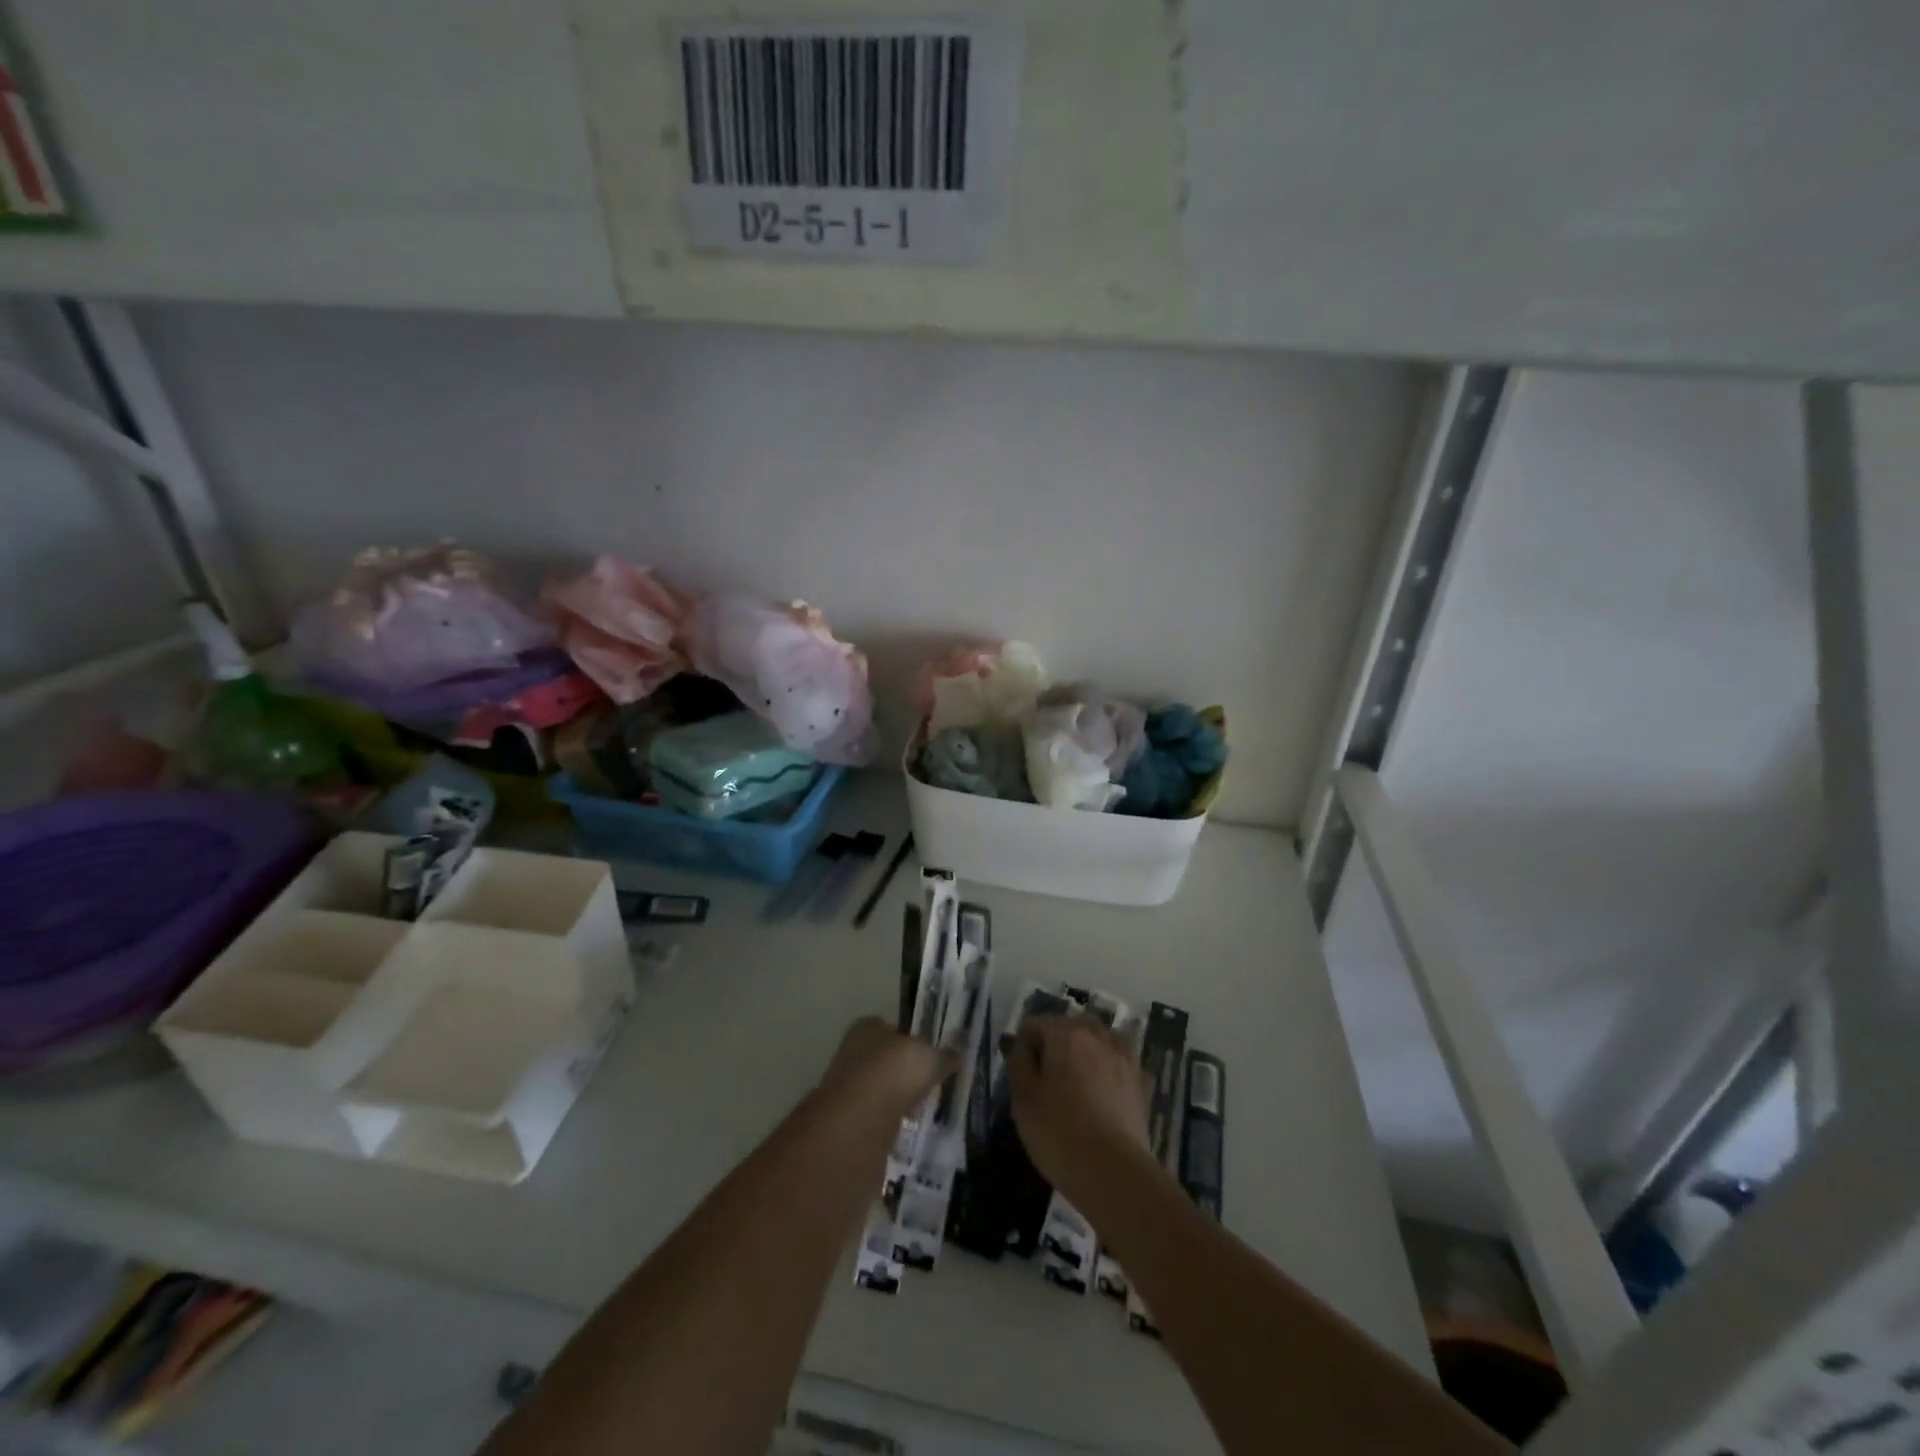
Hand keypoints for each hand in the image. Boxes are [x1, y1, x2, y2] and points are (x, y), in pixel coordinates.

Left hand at [819, 1016, 955, 1121]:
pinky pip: (873, 1115)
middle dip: (902, 1072)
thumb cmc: (895, 1072)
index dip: (912, 1042)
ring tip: (919, 1109)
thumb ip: (944, 1056)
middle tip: (927, 1085)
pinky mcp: (846, 1117)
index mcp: (869, 1027)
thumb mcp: (931, 1059)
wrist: (859, 1120)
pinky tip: (903, 1127)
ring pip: (878, 1088)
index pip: (893, 1028)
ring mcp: (845, 1085)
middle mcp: (852, 1050)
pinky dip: (887, 1120)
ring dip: (894, 1098)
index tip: (929, 1058)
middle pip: (884, 1059)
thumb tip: (959, 1053)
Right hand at [1008, 1015, 1154, 1205]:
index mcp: (1066, 1033)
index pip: (1036, 1023)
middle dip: (1055, 1045)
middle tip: (1044, 1080)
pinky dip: (1107, 1070)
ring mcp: (1124, 1056)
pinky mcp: (1141, 1081)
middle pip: (1069, 1028)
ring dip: (1084, 1053)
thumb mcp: (1023, 1097)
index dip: (1023, 1045)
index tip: (1019, 1073)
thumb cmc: (1058, 1132)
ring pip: (1097, 1042)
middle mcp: (1098, 1035)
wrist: (1114, 1172)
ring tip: (1074, 1085)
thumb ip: (1018, 1061)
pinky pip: (1117, 1063)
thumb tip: (1021, 1044)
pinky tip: (1101, 1095)